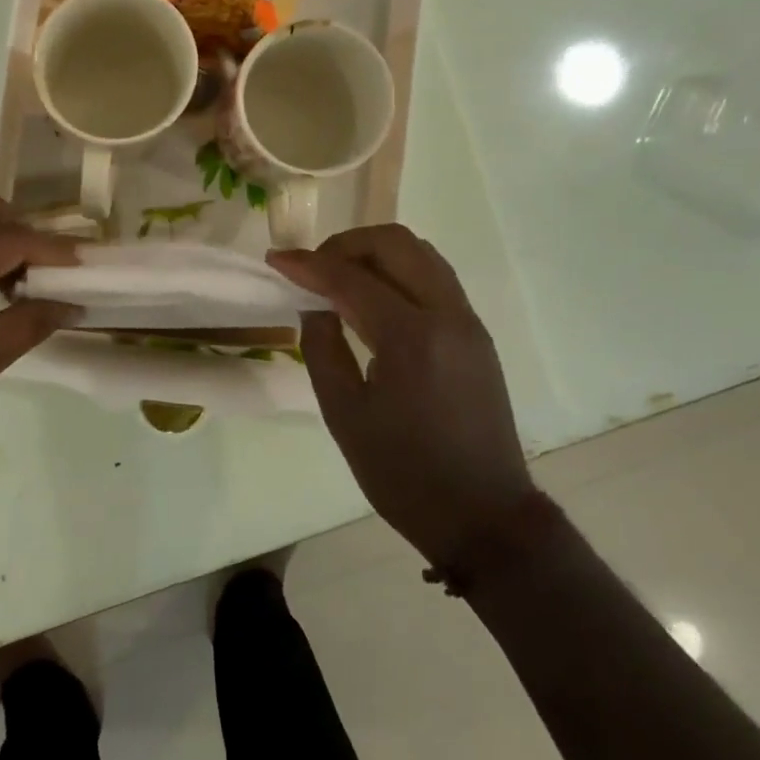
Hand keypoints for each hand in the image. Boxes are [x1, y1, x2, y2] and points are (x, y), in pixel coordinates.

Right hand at [270, 226, 531, 570]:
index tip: (276, 259)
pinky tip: (374, 299)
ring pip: (421, 254)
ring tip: (340, 278)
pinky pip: (436, 279)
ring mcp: (468, 322)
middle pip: (396, 244)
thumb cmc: (404, 473)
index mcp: (411, 338)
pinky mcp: (476, 335)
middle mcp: (447, 315)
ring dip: (376, 254)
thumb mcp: (345, 415)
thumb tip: (315, 307)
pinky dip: (400, 272)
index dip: (308, 265)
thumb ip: (322, 349)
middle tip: (313, 268)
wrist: (483, 515)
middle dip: (346, 245)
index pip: (351, 279)